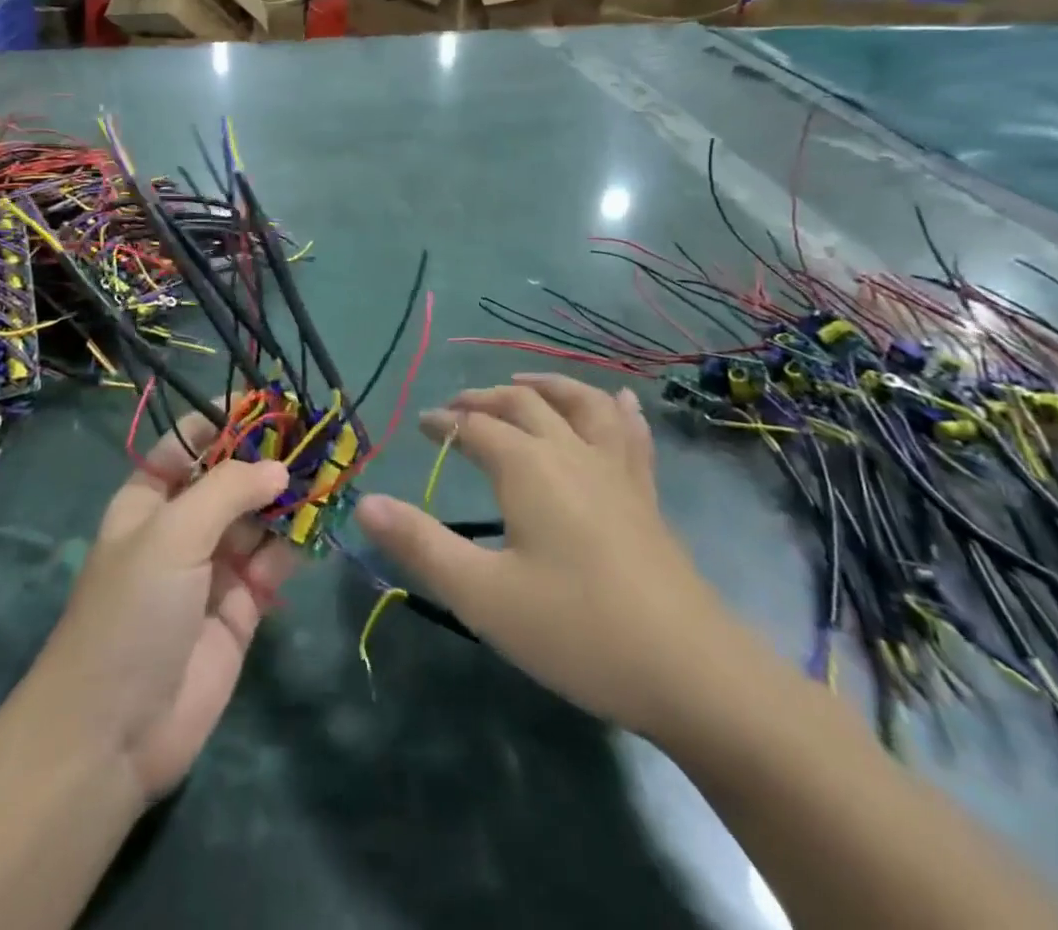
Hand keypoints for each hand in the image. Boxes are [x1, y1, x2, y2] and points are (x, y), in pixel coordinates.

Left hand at [25, 409, 296, 801]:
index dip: (226, 420)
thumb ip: (228, 491)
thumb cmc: (132, 611)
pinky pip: (273, 562)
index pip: (190, 443)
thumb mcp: (172, 533)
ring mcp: (212, 567)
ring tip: (330, 469)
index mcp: (149, 499)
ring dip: (288, 497)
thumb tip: (279, 468)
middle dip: (268, 457)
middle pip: (230, 478)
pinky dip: (296, 542)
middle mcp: (182, 527)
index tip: (271, 401)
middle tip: (316, 435)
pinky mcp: (240, 607)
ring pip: (257, 518)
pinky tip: (322, 520)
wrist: (114, 732)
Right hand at [353, 373, 735, 738]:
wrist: (694, 674)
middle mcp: (571, 453)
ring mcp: (616, 471)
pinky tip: (619, 401)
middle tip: (456, 408)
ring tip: (524, 383)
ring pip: (580, 403)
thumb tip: (364, 502)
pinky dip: (615, 409)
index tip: (421, 426)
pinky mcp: (646, 496)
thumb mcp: (483, 595)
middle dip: (484, 399)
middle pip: (523, 403)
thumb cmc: (577, 631)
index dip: (443, 423)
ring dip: (546, 385)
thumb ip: (420, 544)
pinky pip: (630, 434)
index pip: (474, 426)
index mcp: (528, 467)